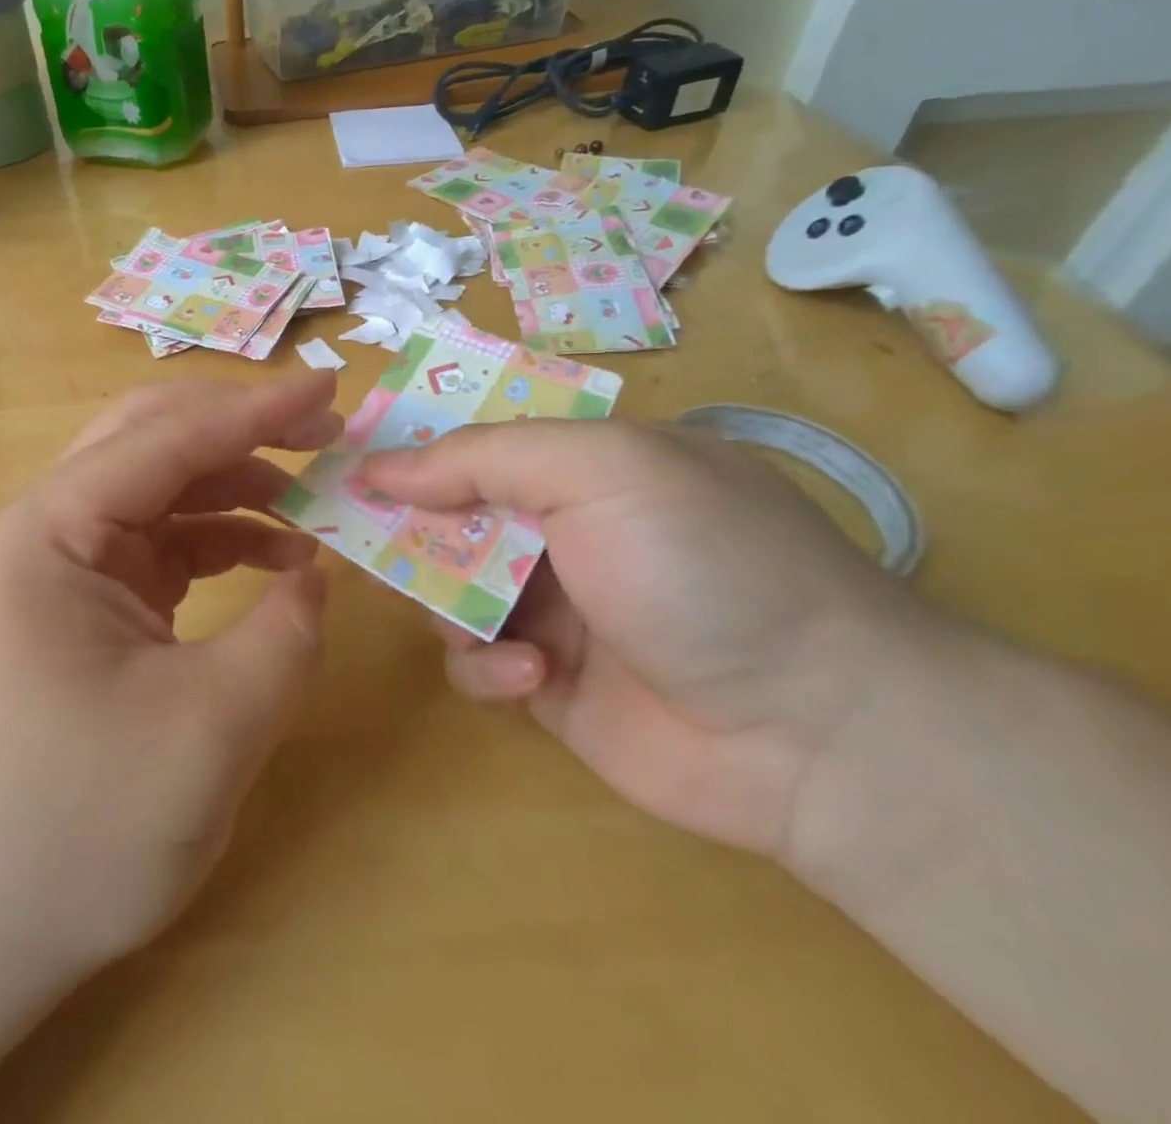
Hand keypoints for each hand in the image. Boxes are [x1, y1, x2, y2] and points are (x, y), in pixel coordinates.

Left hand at [0, 372, 338, 1024]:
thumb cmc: (71, 837)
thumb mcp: (210, 734)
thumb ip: (285, 633)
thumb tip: (313, 569)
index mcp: (47, 535)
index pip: (166, 437)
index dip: (257, 409)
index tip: (332, 386)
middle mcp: (35, 532)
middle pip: (148, 441)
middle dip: (241, 431)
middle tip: (324, 433)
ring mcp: (44, 570)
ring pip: (151, 492)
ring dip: (231, 489)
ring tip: (311, 512)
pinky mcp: (62, 607)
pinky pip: (145, 546)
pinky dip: (209, 542)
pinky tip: (266, 561)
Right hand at [361, 421, 937, 856]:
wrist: (818, 732)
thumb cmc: (702, 566)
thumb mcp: (600, 472)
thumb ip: (481, 458)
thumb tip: (377, 467)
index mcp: (583, 465)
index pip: (476, 440)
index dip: (414, 448)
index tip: (352, 461)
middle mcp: (563, 529)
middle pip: (449, 516)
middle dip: (410, 529)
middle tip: (360, 538)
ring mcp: (554, 607)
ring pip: (448, 590)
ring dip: (448, 602)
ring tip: (476, 619)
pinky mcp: (546, 680)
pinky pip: (476, 661)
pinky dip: (486, 666)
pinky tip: (531, 676)